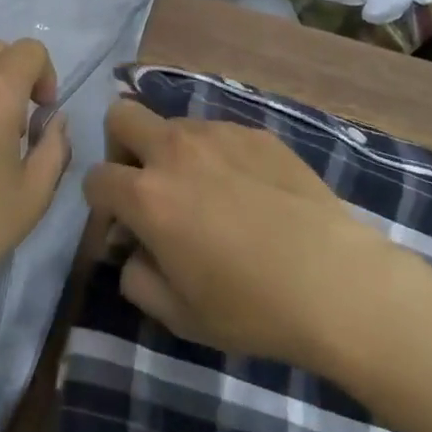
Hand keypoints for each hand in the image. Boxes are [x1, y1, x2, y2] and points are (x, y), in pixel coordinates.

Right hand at [83, 101, 396, 367]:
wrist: (335, 280)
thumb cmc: (251, 307)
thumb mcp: (180, 315)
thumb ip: (137, 279)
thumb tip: (131, 250)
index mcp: (147, 195)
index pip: (95, 178)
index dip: (101, 205)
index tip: (124, 228)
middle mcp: (175, 150)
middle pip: (122, 116)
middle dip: (121, 148)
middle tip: (147, 186)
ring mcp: (218, 134)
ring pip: (174, 125)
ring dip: (173, 153)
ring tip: (209, 194)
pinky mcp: (256, 133)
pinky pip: (219, 134)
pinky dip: (217, 156)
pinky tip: (249, 192)